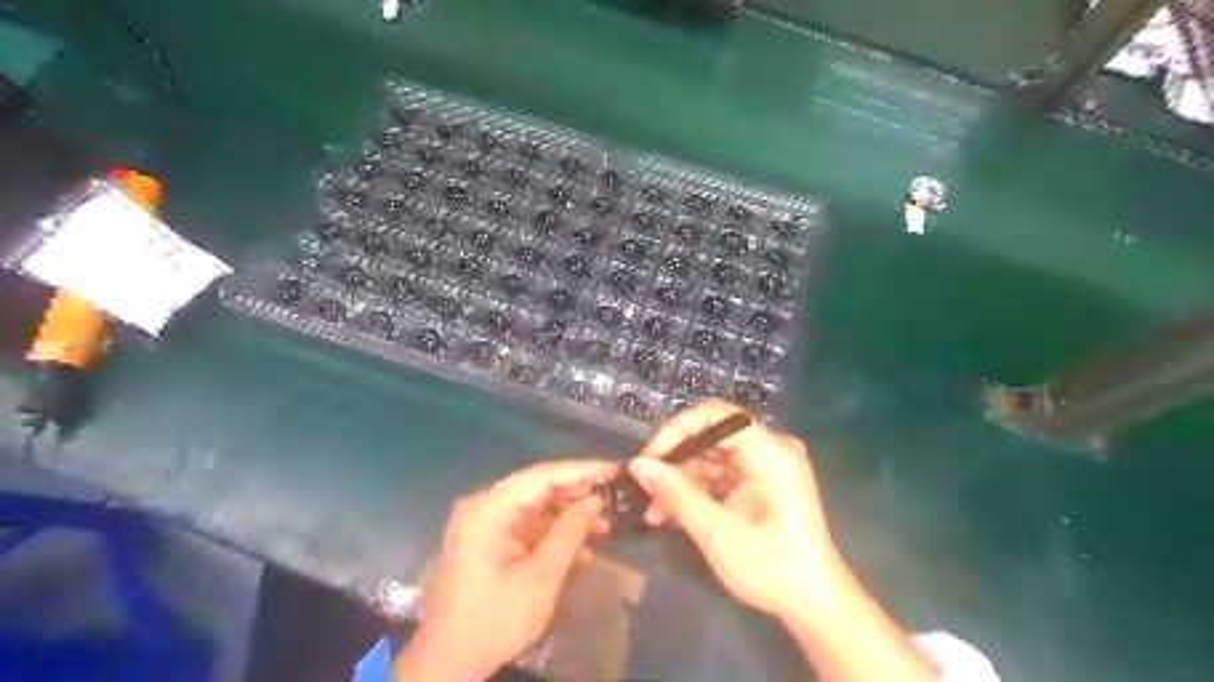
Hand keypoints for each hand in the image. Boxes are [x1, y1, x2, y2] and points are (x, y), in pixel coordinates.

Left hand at [399, 461, 617, 677]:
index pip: (542, 476)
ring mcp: (484, 524)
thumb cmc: (495, 619)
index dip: (581, 471)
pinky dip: (552, 534)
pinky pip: (526, 526)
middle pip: (538, 488)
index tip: (614, 470)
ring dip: (567, 517)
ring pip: (535, 507)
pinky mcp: (488, 542)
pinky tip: (580, 549)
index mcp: (489, 509)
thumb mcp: (541, 576)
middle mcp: (484, 507)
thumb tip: (595, 501)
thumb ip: (570, 532)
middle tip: (613, 500)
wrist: (448, 663)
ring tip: (603, 528)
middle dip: (577, 495)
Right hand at [631, 400, 840, 617]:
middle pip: (711, 435)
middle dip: (674, 461)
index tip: (650, 457)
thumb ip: (675, 493)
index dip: (678, 429)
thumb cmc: (770, 566)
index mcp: (769, 450)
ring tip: (652, 510)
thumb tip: (636, 465)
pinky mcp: (760, 484)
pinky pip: (720, 475)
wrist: (814, 604)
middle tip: (644, 486)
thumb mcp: (716, 531)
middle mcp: (769, 448)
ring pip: (711, 457)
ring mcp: (765, 466)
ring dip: (680, 481)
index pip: (716, 415)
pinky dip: (696, 491)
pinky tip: (670, 513)